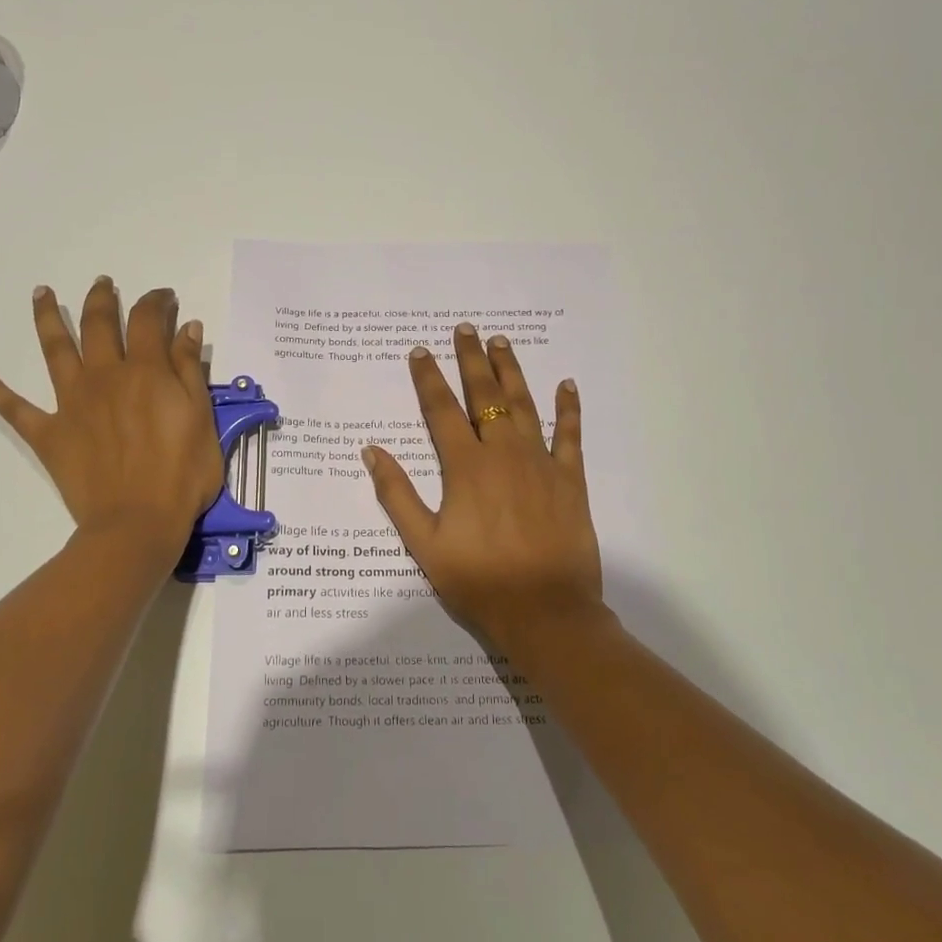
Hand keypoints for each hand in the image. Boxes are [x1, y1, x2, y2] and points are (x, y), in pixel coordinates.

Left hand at [0, 278, 222, 555]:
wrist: (137, 523)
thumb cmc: (182, 475)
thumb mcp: (202, 420)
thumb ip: (190, 371)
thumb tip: (186, 327)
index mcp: (146, 372)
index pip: (148, 321)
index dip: (155, 302)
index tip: (164, 297)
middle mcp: (105, 376)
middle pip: (99, 325)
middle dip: (101, 299)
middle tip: (103, 284)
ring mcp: (72, 403)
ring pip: (56, 350)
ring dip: (47, 318)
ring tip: (41, 293)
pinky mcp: (49, 433)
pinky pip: (15, 408)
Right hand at [362, 325, 602, 648]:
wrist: (543, 612)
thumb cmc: (477, 580)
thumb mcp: (424, 543)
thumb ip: (397, 494)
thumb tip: (372, 451)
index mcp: (465, 467)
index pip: (441, 410)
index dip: (428, 378)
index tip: (419, 350)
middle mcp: (503, 453)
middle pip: (485, 395)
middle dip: (472, 360)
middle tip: (466, 329)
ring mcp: (541, 463)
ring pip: (524, 405)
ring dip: (512, 371)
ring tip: (502, 342)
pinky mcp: (570, 479)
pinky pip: (570, 435)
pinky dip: (568, 408)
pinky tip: (566, 385)